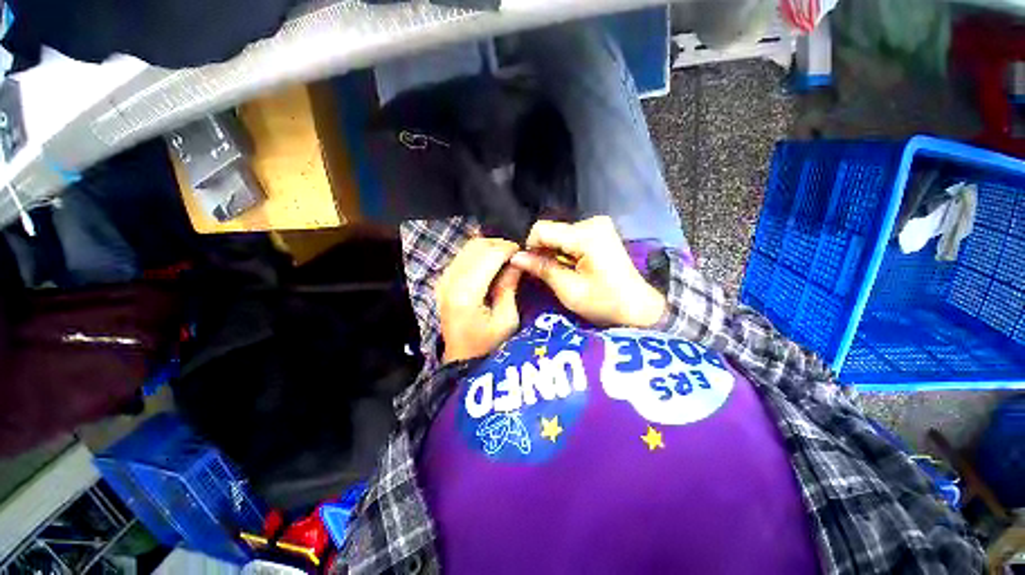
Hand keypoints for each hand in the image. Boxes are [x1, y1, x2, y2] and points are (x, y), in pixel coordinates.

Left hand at [436, 237, 522, 362]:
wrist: (461, 357)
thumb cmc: (487, 344)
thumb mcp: (507, 319)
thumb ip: (509, 286)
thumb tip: (517, 260)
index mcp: (466, 293)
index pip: (490, 255)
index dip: (509, 249)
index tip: (525, 252)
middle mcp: (450, 281)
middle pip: (477, 246)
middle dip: (500, 245)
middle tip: (517, 254)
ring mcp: (444, 279)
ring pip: (469, 247)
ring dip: (490, 247)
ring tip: (507, 257)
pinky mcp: (443, 280)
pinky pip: (463, 256)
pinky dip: (480, 253)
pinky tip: (492, 263)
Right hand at [510, 216, 665, 327]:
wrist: (638, 307)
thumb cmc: (604, 303)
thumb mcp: (569, 290)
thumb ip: (542, 269)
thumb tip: (515, 257)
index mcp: (587, 235)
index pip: (542, 229)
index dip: (530, 248)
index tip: (532, 268)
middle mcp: (593, 222)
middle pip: (551, 230)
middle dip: (543, 251)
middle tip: (547, 274)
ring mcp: (598, 224)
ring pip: (558, 233)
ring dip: (553, 252)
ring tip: (561, 273)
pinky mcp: (600, 230)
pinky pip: (569, 236)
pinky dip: (564, 250)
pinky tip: (571, 266)